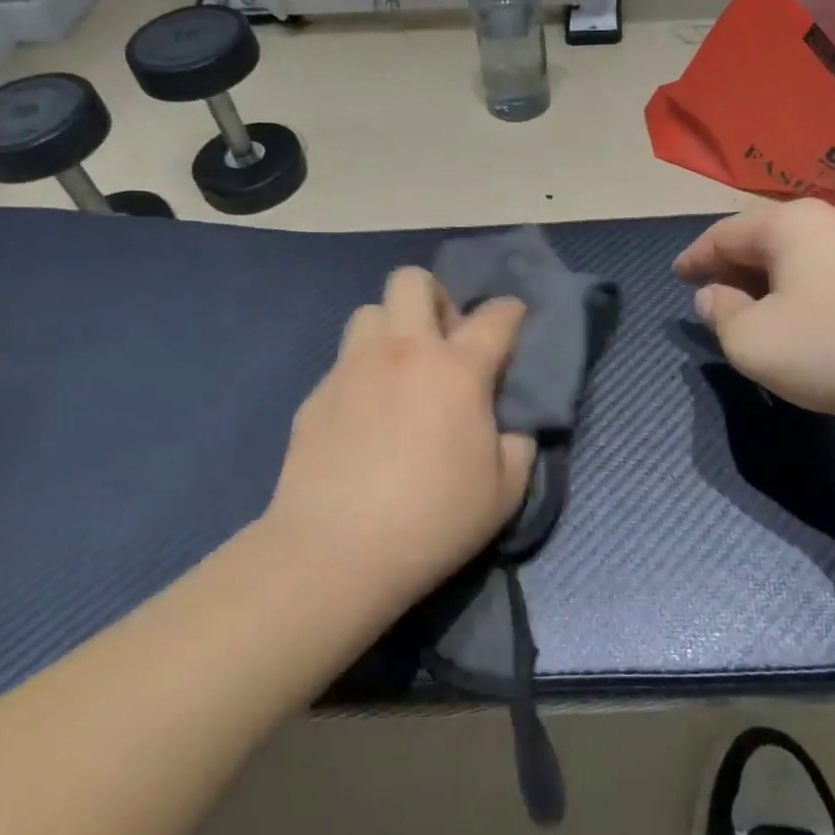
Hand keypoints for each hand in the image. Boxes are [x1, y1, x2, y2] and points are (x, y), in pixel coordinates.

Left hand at [265, 269, 533, 614]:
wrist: (335, 553)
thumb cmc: (432, 521)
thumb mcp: (504, 493)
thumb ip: (517, 448)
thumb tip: (509, 430)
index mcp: (457, 370)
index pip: (496, 316)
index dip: (511, 312)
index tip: (514, 321)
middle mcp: (404, 352)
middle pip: (412, 281)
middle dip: (435, 298)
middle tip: (444, 344)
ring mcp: (353, 369)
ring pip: (369, 312)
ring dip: (392, 330)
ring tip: (399, 372)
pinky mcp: (316, 395)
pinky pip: (343, 362)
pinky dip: (362, 374)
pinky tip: (364, 418)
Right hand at [674, 199, 834, 436]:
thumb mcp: (753, 341)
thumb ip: (720, 315)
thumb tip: (714, 297)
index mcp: (788, 224)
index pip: (724, 234)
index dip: (694, 257)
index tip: (676, 277)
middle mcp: (828, 224)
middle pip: (762, 242)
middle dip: (731, 271)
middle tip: (709, 301)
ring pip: (796, 262)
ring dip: (766, 288)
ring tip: (750, 319)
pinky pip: (825, 280)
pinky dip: (799, 299)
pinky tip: (801, 329)